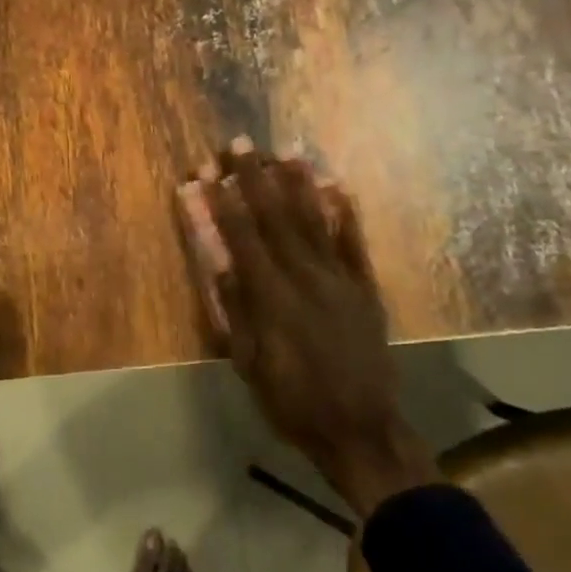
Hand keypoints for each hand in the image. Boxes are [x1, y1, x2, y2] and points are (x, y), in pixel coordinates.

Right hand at [177, 141, 438, 514]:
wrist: (359, 429)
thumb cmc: (288, 398)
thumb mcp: (244, 357)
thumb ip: (229, 302)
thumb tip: (212, 254)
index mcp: (269, 294)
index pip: (239, 235)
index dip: (220, 200)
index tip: (205, 170)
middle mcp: (304, 275)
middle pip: (274, 216)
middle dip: (254, 176)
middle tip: (240, 142)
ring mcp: (339, 278)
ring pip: (314, 219)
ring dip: (298, 181)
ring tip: (286, 149)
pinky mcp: (365, 287)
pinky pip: (354, 241)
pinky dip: (345, 211)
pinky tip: (336, 185)